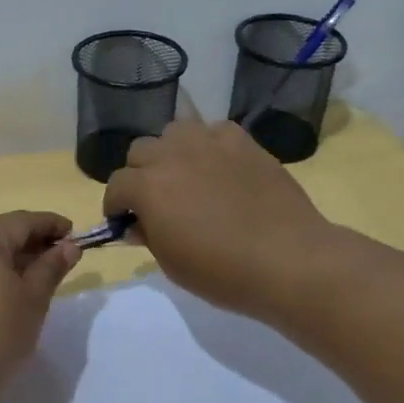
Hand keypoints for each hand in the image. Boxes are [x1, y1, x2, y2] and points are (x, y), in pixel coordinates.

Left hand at [0, 211, 81, 401]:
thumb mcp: (33, 300)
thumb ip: (51, 267)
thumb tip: (69, 246)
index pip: (23, 221)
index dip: (52, 225)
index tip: (75, 234)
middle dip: (30, 244)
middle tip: (58, 260)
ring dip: (7, 262)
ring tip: (32, 281)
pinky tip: (0, 298)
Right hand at [102, 120, 336, 320]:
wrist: (287, 258)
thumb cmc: (223, 272)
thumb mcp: (172, 264)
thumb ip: (148, 235)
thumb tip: (137, 223)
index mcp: (147, 187)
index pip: (116, 185)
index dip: (116, 206)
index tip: (125, 221)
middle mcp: (172, 155)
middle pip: (140, 151)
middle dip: (140, 174)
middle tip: (156, 200)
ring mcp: (209, 142)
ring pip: (174, 131)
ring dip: (171, 152)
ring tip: (186, 175)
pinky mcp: (241, 141)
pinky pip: (213, 130)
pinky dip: (208, 145)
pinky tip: (220, 167)